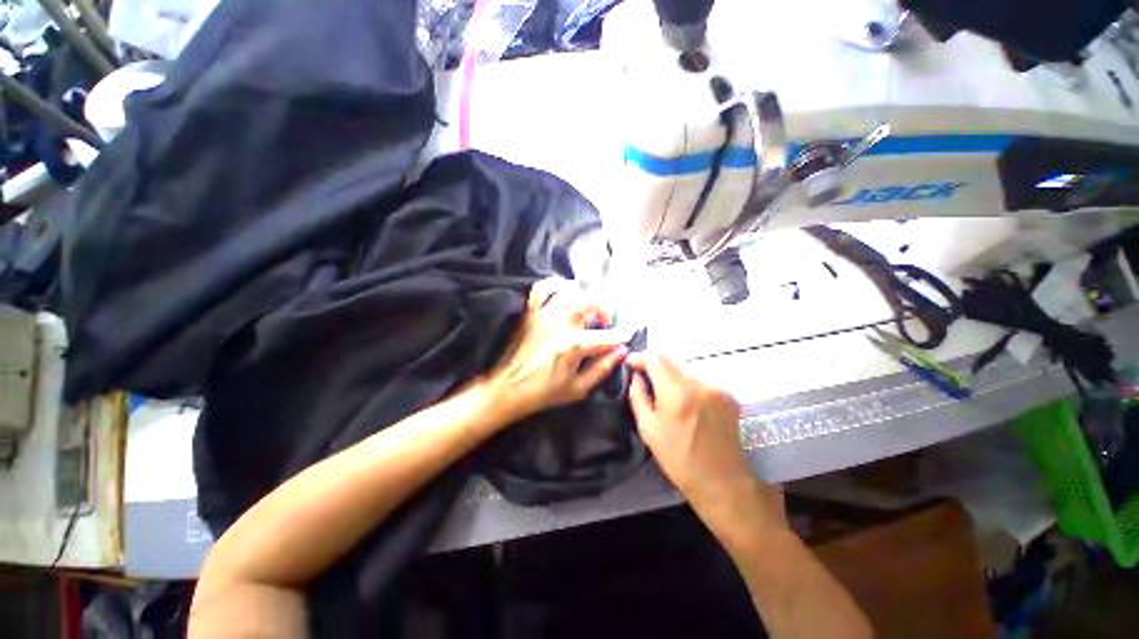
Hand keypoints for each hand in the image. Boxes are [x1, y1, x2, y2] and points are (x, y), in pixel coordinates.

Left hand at [482, 278, 629, 423]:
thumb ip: (602, 368)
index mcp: (574, 345)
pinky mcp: (531, 311)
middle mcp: (561, 323)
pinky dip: (556, 285)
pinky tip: (564, 293)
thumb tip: (621, 351)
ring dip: (585, 296)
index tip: (629, 334)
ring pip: (571, 291)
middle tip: (606, 322)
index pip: (607, 336)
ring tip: (587, 309)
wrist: (509, 388)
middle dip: (605, 308)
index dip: (622, 335)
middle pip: (591, 302)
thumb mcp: (578, 388)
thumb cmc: (545, 392)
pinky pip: (543, 288)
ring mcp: (544, 314)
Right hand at [626, 353, 785, 530]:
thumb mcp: (649, 430)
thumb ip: (638, 397)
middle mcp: (699, 382)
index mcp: (677, 392)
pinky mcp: (728, 393)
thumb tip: (636, 377)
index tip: (630, 364)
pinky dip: (688, 381)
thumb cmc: (680, 460)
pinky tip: (685, 398)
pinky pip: (701, 377)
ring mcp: (717, 386)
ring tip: (663, 388)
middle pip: (671, 358)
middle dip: (654, 362)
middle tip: (644, 375)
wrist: (725, 483)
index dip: (640, 357)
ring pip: (686, 367)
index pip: (655, 357)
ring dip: (671, 372)